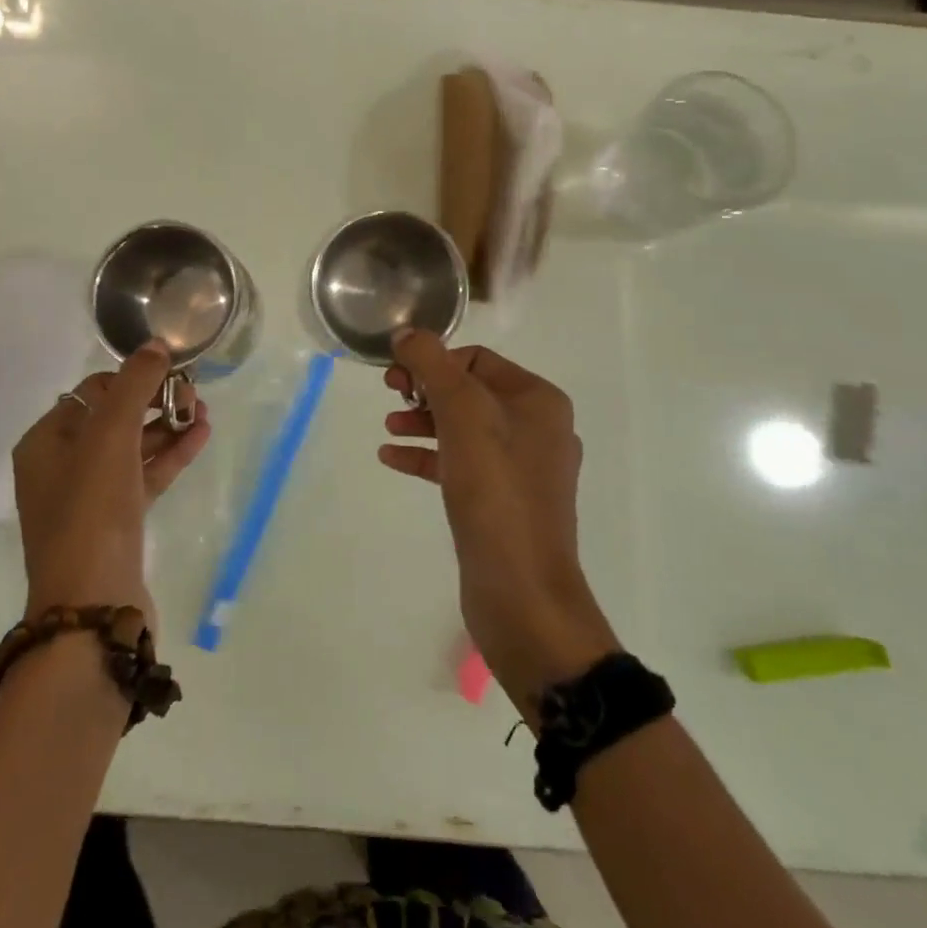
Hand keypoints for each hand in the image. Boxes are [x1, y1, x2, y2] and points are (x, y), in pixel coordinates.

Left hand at [12, 341, 211, 628]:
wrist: (94, 607)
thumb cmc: (92, 511)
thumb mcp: (110, 437)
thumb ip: (134, 385)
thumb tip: (156, 345)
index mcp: (45, 442)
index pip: (91, 393)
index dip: (131, 379)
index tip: (168, 374)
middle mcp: (62, 467)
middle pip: (114, 418)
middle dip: (155, 401)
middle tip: (193, 394)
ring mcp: (90, 498)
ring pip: (133, 448)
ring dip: (168, 427)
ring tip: (205, 412)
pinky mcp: (117, 523)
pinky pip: (146, 476)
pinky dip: (171, 456)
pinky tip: (201, 436)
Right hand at [382, 330, 617, 709]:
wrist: (522, 593)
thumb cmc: (496, 492)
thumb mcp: (463, 415)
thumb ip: (433, 366)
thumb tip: (407, 333)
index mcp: (538, 401)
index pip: (476, 359)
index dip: (433, 361)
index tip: (397, 379)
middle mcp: (536, 428)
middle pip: (469, 391)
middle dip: (426, 390)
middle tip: (391, 396)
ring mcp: (521, 469)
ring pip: (463, 428)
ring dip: (423, 421)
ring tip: (388, 428)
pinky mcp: (503, 503)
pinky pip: (460, 464)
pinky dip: (427, 455)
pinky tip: (392, 458)